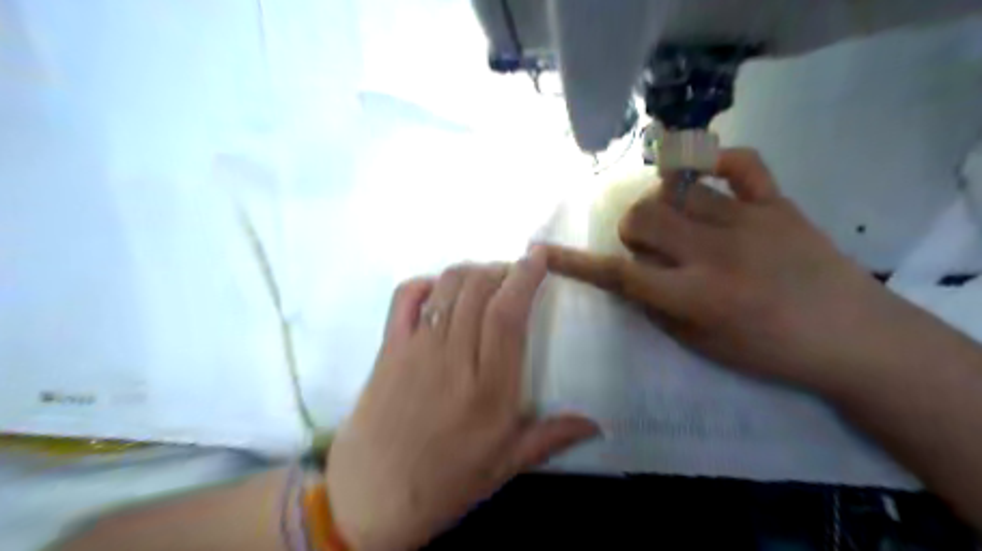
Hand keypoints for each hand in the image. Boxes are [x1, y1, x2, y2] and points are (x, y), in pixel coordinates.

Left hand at [327, 250, 597, 549]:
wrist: (370, 498)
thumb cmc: (444, 482)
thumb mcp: (504, 466)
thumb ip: (551, 437)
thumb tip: (597, 424)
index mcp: (489, 388)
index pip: (508, 314)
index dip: (525, 277)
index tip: (538, 257)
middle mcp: (453, 357)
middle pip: (479, 289)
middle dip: (502, 269)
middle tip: (514, 274)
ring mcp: (416, 348)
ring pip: (448, 287)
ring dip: (472, 271)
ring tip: (486, 279)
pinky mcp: (389, 348)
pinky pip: (405, 297)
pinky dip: (426, 282)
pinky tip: (440, 291)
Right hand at [546, 147, 912, 391]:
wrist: (852, 337)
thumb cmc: (769, 352)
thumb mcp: (701, 344)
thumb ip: (656, 307)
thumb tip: (627, 276)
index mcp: (696, 296)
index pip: (621, 274)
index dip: (578, 263)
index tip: (547, 252)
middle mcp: (716, 252)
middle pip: (644, 216)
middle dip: (631, 228)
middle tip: (646, 243)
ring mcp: (750, 221)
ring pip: (678, 191)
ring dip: (663, 205)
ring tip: (678, 220)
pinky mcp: (778, 203)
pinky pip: (739, 162)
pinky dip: (712, 160)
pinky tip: (698, 173)